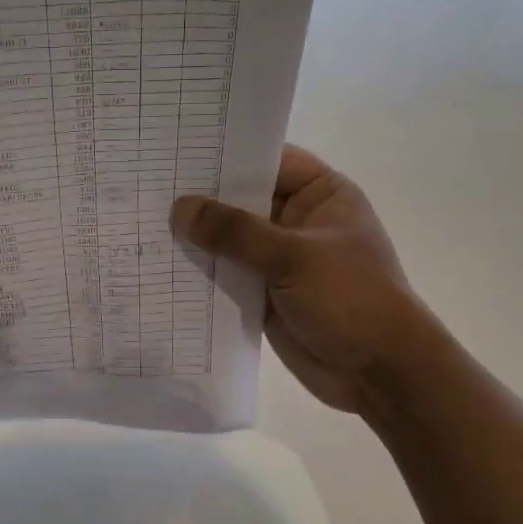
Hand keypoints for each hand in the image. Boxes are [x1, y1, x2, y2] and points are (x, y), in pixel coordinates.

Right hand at [172, 145, 421, 412]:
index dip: (227, 154)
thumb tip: (179, 209)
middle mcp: (297, 220)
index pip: (268, 160)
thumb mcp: (293, 257)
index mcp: (321, 195)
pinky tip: (161, 264)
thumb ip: (234, 232)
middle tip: (148, 186)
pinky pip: (227, 273)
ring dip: (197, 237)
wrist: (379, 373)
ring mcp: (280, 258)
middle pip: (243, 199)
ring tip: (143, 221)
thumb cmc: (350, 298)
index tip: (178, 149)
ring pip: (230, 239)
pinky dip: (201, 270)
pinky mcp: (264, 292)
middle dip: (202, 198)